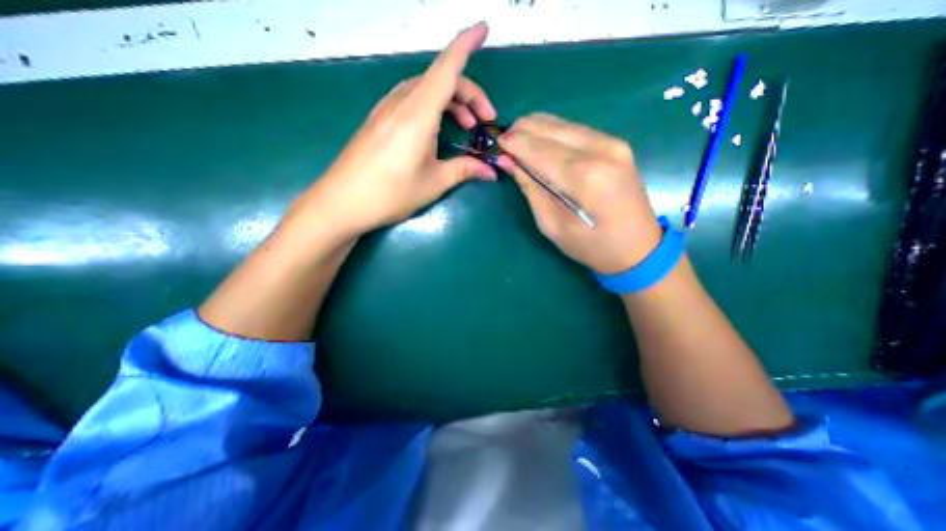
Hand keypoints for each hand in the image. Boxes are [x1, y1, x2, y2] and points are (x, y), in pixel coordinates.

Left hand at [302, 24, 496, 241]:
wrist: (342, 202)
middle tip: (484, 122)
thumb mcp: (434, 183)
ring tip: (465, 127)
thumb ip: (465, 170)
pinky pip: (411, 101)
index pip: (447, 69)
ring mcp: (386, 110)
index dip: (466, 44)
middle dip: (469, 94)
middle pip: (440, 80)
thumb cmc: (391, 193)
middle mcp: (401, 103)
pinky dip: (431, 108)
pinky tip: (436, 131)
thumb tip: (491, 171)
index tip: (484, 28)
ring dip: (450, 102)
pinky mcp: (378, 120)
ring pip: (425, 90)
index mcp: (418, 114)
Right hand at [495, 114, 663, 276]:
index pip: (538, 149)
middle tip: (504, 145)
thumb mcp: (552, 226)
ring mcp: (612, 143)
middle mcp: (601, 150)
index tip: (494, 145)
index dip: (513, 144)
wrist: (639, 248)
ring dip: (535, 130)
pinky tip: (541, 144)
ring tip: (518, 144)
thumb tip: (509, 161)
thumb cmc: (591, 247)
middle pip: (549, 128)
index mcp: (584, 177)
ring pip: (561, 123)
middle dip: (521, 132)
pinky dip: (552, 133)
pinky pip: (574, 129)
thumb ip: (531, 189)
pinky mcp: (615, 143)